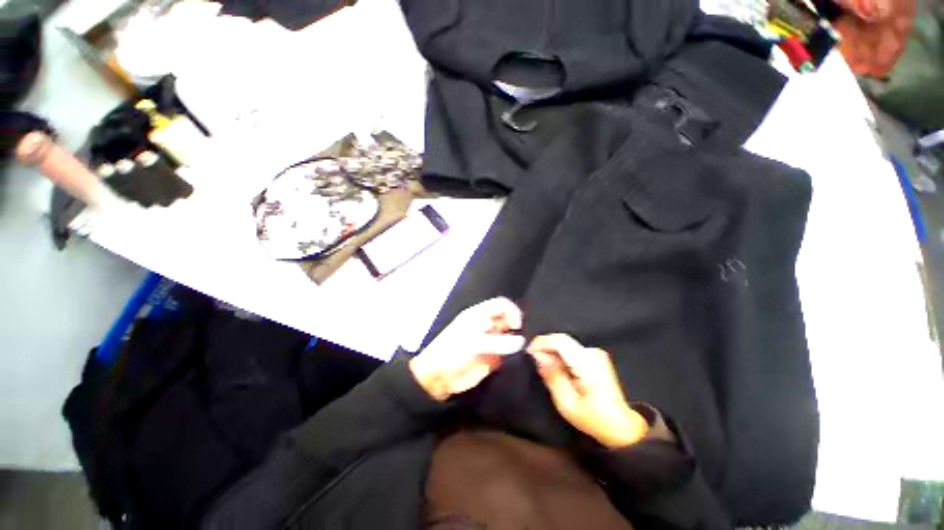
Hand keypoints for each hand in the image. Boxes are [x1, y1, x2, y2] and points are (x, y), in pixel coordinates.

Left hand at [410, 298, 525, 400]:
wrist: (438, 376)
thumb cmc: (452, 352)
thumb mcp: (474, 343)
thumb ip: (498, 342)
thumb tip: (521, 341)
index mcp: (480, 315)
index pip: (501, 305)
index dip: (512, 312)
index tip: (517, 326)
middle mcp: (487, 325)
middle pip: (508, 320)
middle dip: (515, 328)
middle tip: (519, 340)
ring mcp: (490, 341)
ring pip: (509, 337)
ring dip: (515, 343)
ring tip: (516, 352)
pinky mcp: (492, 357)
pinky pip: (507, 353)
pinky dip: (511, 356)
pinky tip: (509, 361)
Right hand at [528, 334, 648, 448]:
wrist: (622, 427)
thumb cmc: (594, 419)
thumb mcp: (567, 403)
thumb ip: (552, 376)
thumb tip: (538, 356)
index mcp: (587, 362)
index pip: (559, 341)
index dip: (541, 343)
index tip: (528, 354)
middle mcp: (592, 352)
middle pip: (561, 341)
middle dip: (544, 348)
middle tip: (534, 363)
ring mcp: (596, 353)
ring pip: (565, 345)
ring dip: (552, 353)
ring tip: (544, 368)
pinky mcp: (596, 357)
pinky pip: (571, 350)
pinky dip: (560, 356)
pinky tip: (558, 370)